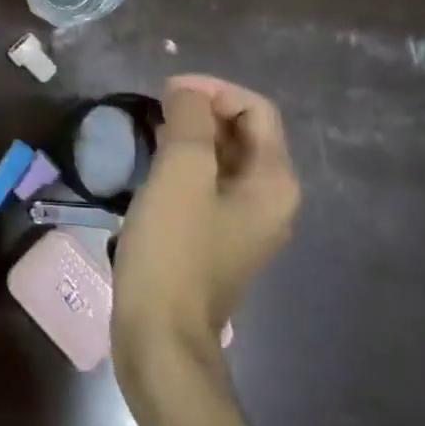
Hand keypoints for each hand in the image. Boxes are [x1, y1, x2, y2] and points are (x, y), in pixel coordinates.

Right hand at [112, 75, 299, 395]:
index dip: (213, 90)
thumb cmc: (173, 251)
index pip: (255, 109)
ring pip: (223, 159)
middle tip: (155, 108)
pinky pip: (208, 186)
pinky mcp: (217, 241)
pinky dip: (184, 166)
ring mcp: (244, 224)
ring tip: (150, 129)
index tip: (166, 90)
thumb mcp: (181, 174)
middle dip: (202, 111)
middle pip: (243, 133)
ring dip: (190, 137)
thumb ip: (191, 121)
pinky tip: (153, 166)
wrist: (160, 336)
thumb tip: (187, 92)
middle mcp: (270, 201)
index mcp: (274, 183)